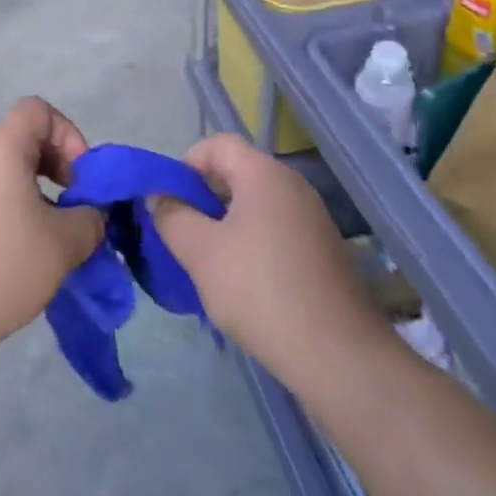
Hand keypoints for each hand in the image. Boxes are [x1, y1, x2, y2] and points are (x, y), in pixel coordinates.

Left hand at [0, 98, 103, 363]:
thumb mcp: (64, 245)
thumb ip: (89, 220)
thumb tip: (89, 215)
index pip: (37, 110)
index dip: (67, 135)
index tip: (78, 180)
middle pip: (16, 142)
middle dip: (49, 170)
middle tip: (64, 213)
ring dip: (21, 197)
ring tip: (34, 243)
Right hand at [151, 134, 387, 386]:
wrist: (336, 352)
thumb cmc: (259, 291)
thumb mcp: (200, 253)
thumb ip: (172, 217)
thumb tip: (158, 196)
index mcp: (265, 174)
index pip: (218, 144)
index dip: (186, 164)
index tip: (169, 201)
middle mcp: (293, 185)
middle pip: (238, 171)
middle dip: (203, 195)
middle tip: (182, 233)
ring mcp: (312, 217)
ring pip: (256, 203)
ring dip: (225, 222)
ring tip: (207, 260)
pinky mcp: (322, 248)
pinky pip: (276, 227)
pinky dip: (251, 240)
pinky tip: (242, 280)